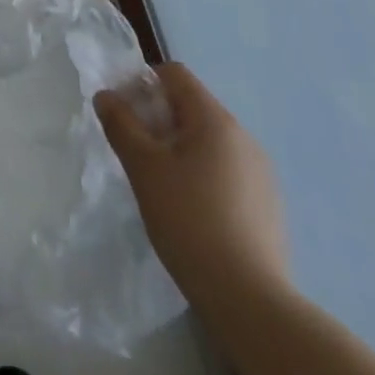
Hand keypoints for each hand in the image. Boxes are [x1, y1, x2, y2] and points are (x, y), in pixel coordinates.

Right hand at [95, 61, 288, 308]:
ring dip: (180, 148)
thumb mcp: (143, 168)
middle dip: (158, 119)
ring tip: (161, 185)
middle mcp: (243, 136)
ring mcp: (260, 172)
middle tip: (136, 153)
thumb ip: (120, 124)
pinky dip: (203, 175)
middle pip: (192, 106)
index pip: (174, 74)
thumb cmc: (189, 221)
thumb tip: (106, 95)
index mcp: (215, 119)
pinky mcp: (268, 205)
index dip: (143, 83)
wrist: (249, 300)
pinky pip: (227, 170)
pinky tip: (192, 212)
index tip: (124, 116)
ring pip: (209, 140)